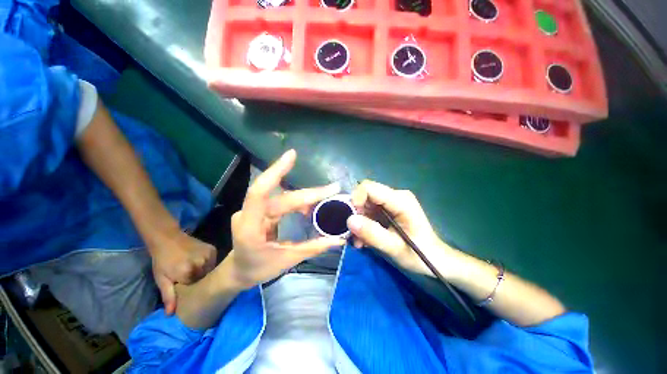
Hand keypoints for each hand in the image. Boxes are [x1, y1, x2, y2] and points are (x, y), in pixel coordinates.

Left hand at [150, 232, 216, 313]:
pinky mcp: (213, 249)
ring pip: (211, 270)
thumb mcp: (161, 279)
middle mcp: (201, 264)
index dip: (192, 289)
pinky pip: (214, 261)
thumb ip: (168, 295)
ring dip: (205, 272)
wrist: (168, 239)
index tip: (188, 288)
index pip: (196, 288)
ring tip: (196, 270)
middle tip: (191, 278)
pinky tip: (200, 261)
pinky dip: (209, 263)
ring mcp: (208, 256)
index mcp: (188, 274)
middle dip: (199, 280)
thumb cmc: (162, 260)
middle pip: (205, 278)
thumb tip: (171, 314)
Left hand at [229, 149, 344, 287]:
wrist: (238, 271)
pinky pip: (282, 200)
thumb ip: (314, 247)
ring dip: (305, 196)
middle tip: (333, 188)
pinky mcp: (261, 209)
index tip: (292, 155)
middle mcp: (249, 214)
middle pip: (282, 197)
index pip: (259, 193)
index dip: (275, 171)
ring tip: (327, 195)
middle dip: (309, 193)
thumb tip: (339, 239)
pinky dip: (298, 201)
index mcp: (250, 228)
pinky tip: (310, 204)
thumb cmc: (258, 269)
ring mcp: (254, 210)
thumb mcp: (287, 260)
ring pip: (283, 196)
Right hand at [347, 180, 452, 276]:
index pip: (368, 187)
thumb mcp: (394, 247)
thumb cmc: (419, 255)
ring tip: (359, 241)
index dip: (355, 199)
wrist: (435, 259)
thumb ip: (371, 233)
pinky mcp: (388, 209)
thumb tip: (349, 220)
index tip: (352, 219)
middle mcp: (395, 196)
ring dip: (359, 222)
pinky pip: (369, 211)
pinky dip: (364, 224)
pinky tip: (364, 239)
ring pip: (365, 204)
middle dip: (356, 214)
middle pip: (365, 195)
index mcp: (400, 200)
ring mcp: (391, 202)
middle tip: (354, 234)